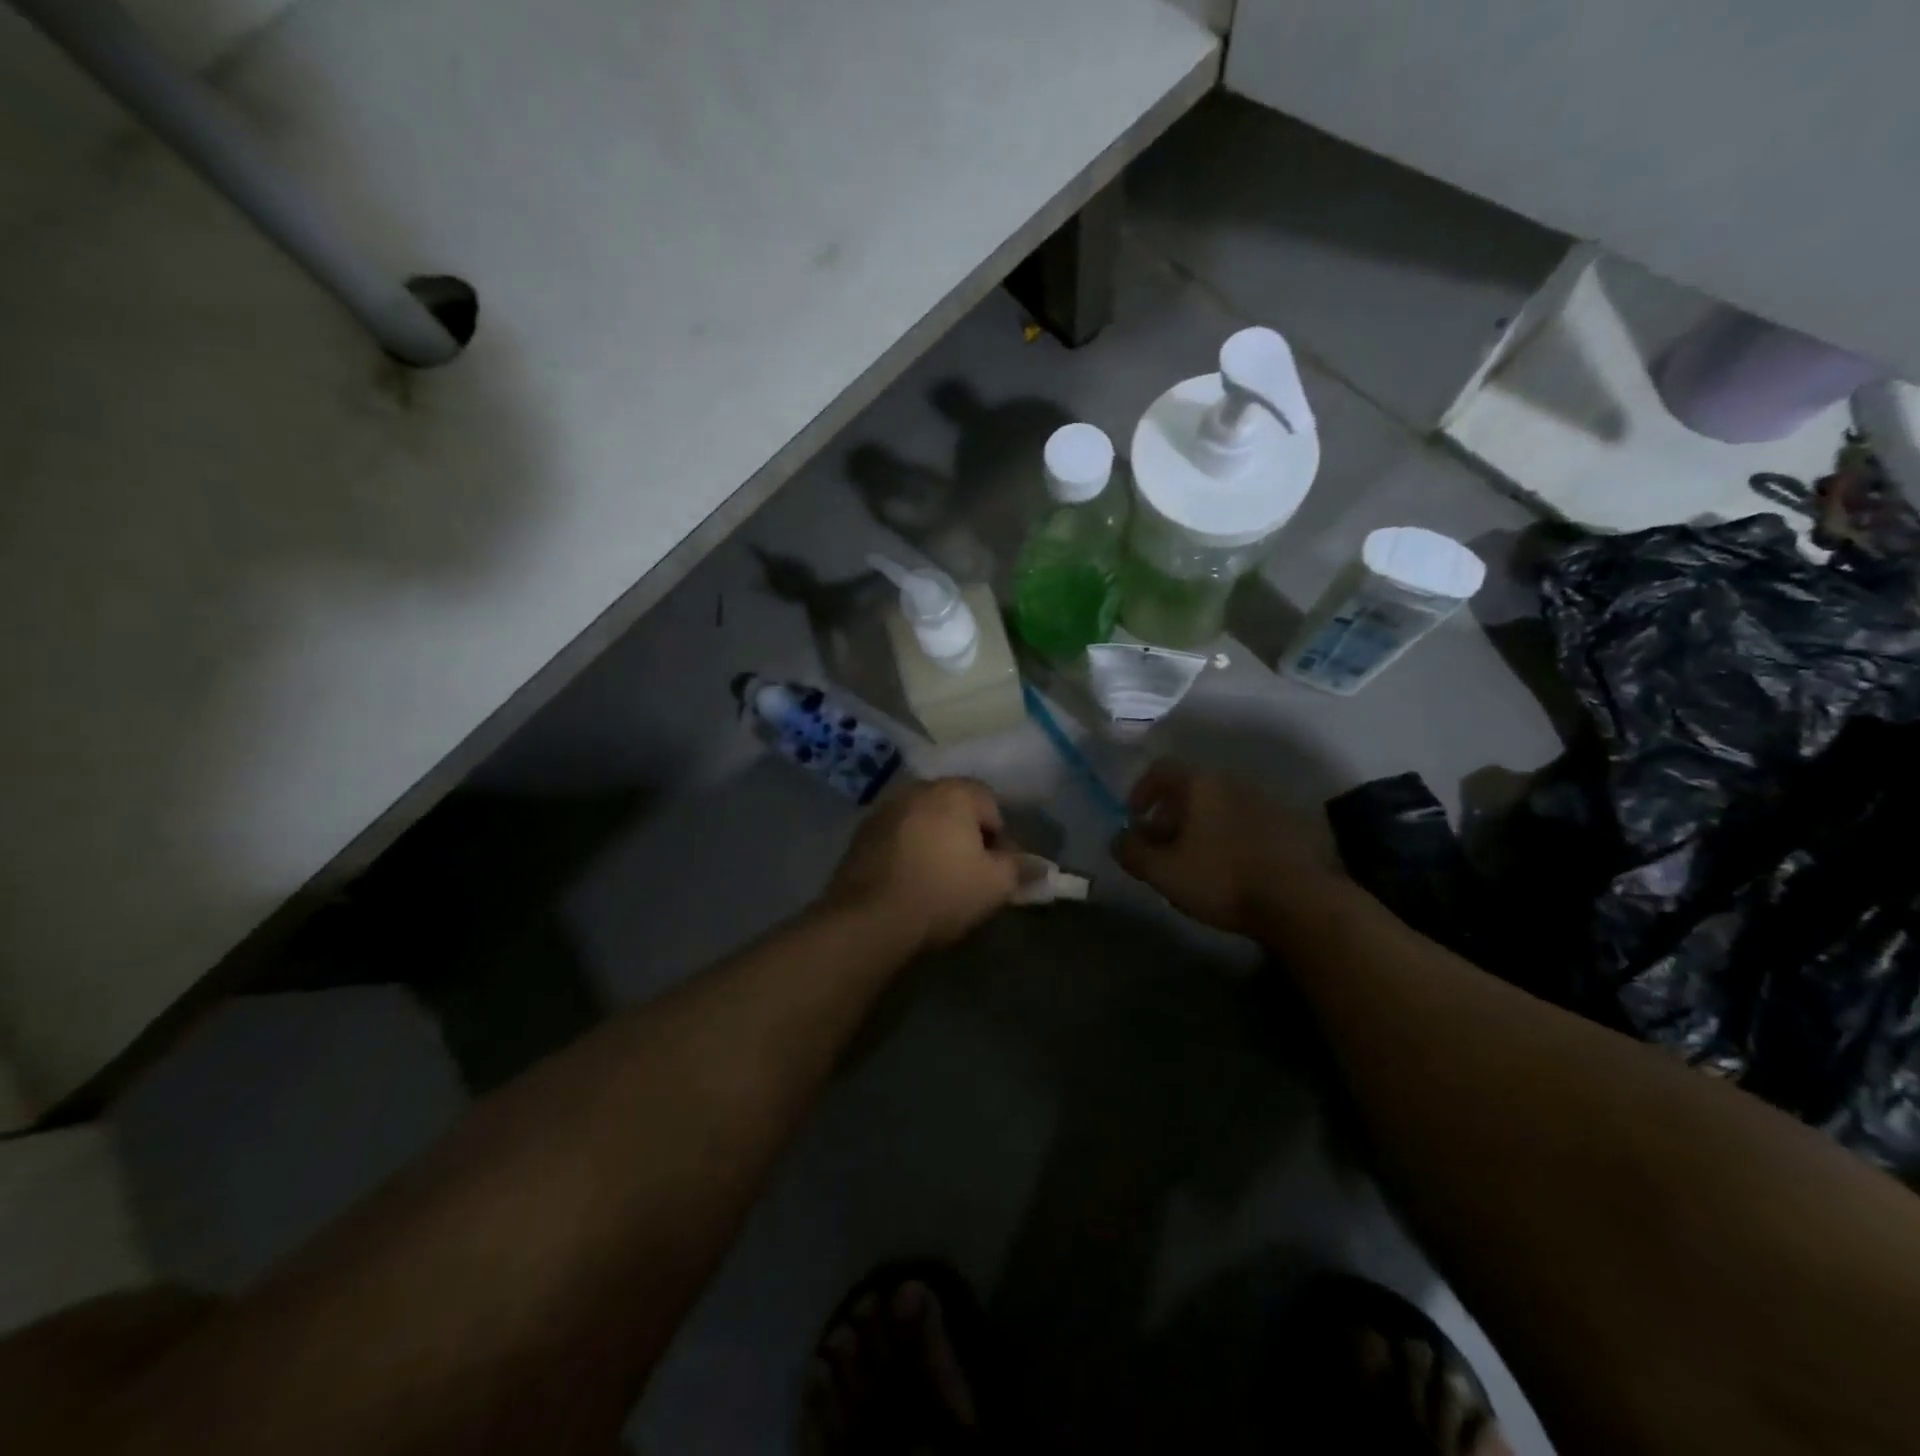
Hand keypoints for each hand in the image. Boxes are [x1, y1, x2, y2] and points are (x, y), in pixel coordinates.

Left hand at [824, 779, 1025, 952]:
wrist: (870, 918)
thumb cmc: (943, 893)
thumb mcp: (995, 885)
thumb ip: (1021, 869)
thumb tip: (1044, 867)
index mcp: (953, 792)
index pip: (990, 803)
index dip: (1000, 837)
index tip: (999, 869)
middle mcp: (917, 790)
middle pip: (954, 808)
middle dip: (966, 836)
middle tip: (972, 874)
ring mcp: (884, 810)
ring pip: (923, 821)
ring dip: (935, 841)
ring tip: (939, 879)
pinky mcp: (860, 835)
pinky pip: (897, 836)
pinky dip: (907, 851)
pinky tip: (909, 882)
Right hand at [1111, 760, 1337, 936]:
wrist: (1301, 900)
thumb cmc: (1221, 878)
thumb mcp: (1163, 871)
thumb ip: (1132, 851)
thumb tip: (1118, 839)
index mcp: (1200, 785)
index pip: (1161, 769)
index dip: (1141, 790)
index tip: (1134, 819)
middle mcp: (1233, 782)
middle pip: (1192, 788)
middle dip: (1170, 814)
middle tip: (1162, 845)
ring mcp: (1265, 801)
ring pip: (1220, 806)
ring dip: (1202, 826)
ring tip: (1196, 860)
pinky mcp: (1290, 825)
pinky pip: (1247, 822)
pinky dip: (1230, 836)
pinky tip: (1230, 868)